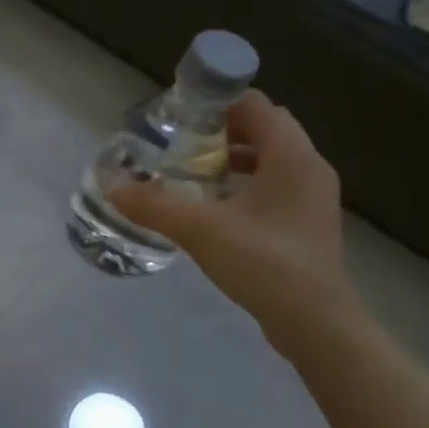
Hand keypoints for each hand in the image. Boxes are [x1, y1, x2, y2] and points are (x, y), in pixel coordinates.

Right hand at [108, 90, 358, 357]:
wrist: (316, 323)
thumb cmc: (264, 263)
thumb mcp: (201, 230)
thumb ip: (154, 205)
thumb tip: (112, 187)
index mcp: (291, 155)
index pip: (254, 105)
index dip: (216, 104)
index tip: (179, 119)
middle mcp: (309, 167)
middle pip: (263, 129)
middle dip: (220, 132)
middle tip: (181, 146)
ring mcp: (313, 196)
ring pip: (270, 159)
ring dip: (233, 159)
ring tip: (193, 174)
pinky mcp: (308, 223)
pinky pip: (275, 185)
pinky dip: (246, 184)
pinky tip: (216, 209)